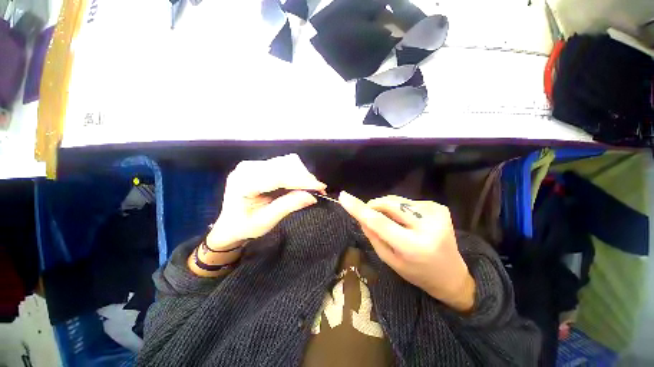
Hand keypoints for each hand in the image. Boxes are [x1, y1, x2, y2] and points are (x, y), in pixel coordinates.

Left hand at [207, 154, 325, 249]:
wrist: (229, 224)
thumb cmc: (244, 226)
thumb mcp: (266, 221)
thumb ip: (288, 206)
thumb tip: (312, 196)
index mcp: (244, 182)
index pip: (279, 176)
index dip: (302, 181)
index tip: (320, 187)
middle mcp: (248, 167)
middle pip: (285, 165)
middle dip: (304, 177)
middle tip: (318, 190)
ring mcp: (254, 164)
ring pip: (287, 162)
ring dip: (302, 174)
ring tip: (310, 188)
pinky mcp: (261, 165)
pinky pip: (284, 164)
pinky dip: (296, 173)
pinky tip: (301, 183)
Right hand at [339, 192, 474, 311]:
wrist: (451, 276)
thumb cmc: (416, 272)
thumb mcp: (389, 259)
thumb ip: (373, 235)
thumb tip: (361, 215)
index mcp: (413, 246)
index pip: (379, 222)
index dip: (359, 208)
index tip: (343, 196)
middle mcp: (427, 227)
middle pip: (389, 204)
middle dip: (374, 205)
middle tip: (368, 213)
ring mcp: (437, 214)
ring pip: (397, 201)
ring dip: (389, 208)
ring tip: (395, 223)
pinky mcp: (440, 207)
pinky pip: (409, 202)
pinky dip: (402, 209)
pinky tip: (408, 222)